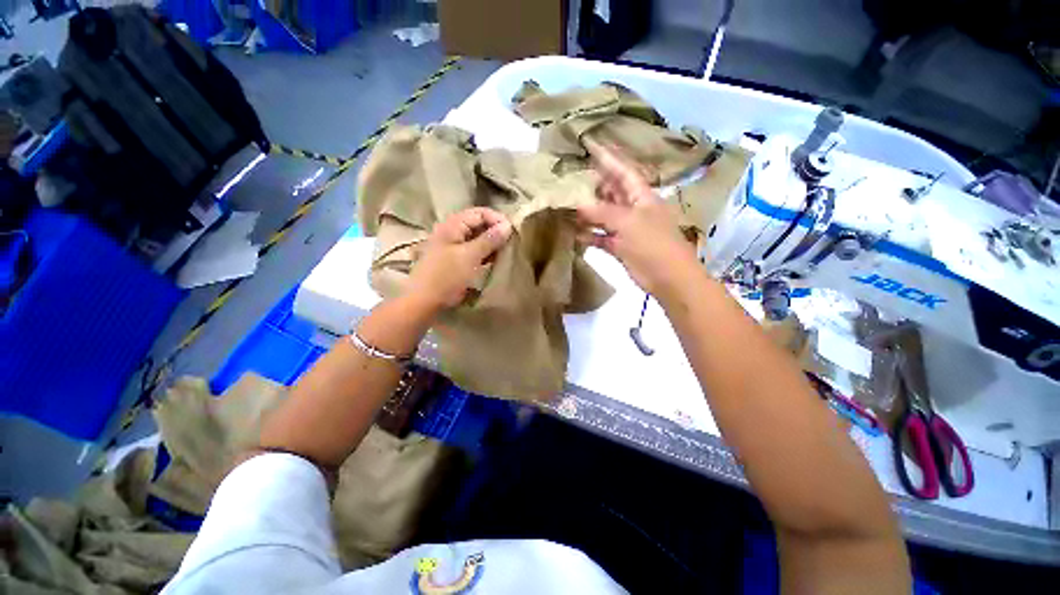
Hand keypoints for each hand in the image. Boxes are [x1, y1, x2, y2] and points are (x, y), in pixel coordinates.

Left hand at [406, 207, 512, 312]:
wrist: (424, 301)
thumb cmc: (447, 276)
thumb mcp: (470, 256)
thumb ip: (489, 239)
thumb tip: (507, 225)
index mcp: (453, 225)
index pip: (480, 212)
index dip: (497, 219)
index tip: (513, 233)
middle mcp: (451, 231)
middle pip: (478, 223)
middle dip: (495, 232)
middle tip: (510, 244)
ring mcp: (451, 245)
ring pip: (476, 238)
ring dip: (491, 244)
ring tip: (504, 253)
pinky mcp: (453, 259)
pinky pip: (472, 250)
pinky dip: (484, 253)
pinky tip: (493, 261)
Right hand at [578, 141, 698, 296]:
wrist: (668, 277)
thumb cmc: (652, 244)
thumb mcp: (627, 223)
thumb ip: (601, 212)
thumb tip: (578, 203)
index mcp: (641, 196)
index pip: (622, 171)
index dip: (607, 157)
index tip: (590, 144)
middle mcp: (633, 208)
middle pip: (611, 192)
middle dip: (592, 187)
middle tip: (570, 181)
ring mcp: (627, 228)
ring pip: (604, 215)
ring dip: (588, 213)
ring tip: (567, 207)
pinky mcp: (621, 246)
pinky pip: (602, 236)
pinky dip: (590, 235)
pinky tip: (575, 233)